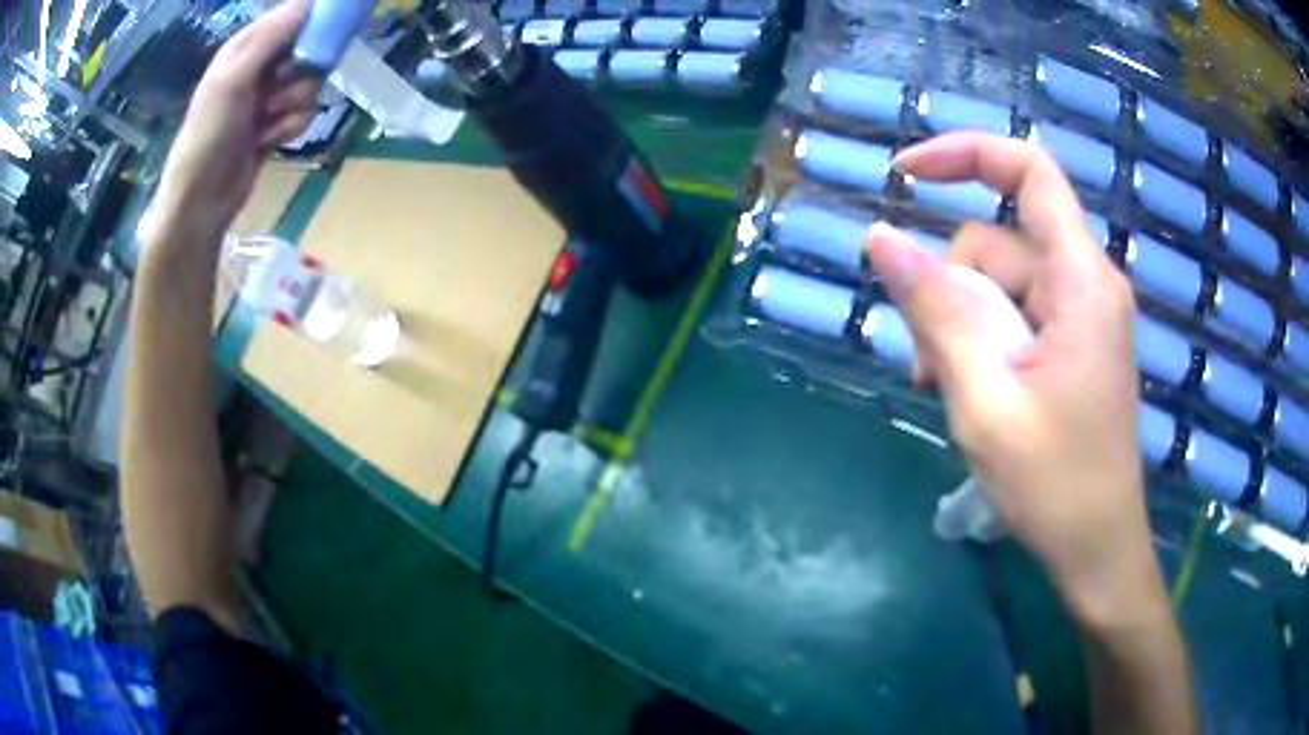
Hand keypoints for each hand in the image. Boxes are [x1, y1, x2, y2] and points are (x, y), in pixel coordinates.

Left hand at [146, 0, 319, 243]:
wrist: (201, 202)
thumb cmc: (209, 136)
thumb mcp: (234, 80)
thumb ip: (271, 38)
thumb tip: (310, 1)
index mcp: (246, 47)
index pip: (293, 16)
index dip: (314, 21)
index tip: (327, 35)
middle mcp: (259, 66)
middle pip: (308, 49)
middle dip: (302, 71)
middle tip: (282, 87)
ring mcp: (268, 96)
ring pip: (309, 83)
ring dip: (295, 103)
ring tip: (268, 121)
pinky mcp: (275, 124)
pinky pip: (303, 113)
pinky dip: (291, 127)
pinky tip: (270, 141)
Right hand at [865, 133, 1161, 623]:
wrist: (1098, 550)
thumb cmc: (1054, 486)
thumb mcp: (984, 398)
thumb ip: (936, 312)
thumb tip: (881, 238)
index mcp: (1082, 281)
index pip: (1029, 172)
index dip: (965, 154)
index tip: (903, 173)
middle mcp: (1088, 283)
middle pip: (1000, 243)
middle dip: (952, 290)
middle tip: (927, 367)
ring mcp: (1084, 316)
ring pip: (1002, 285)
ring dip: (962, 326)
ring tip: (946, 392)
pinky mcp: (1076, 345)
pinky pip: (1018, 317)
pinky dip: (985, 343)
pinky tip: (972, 394)